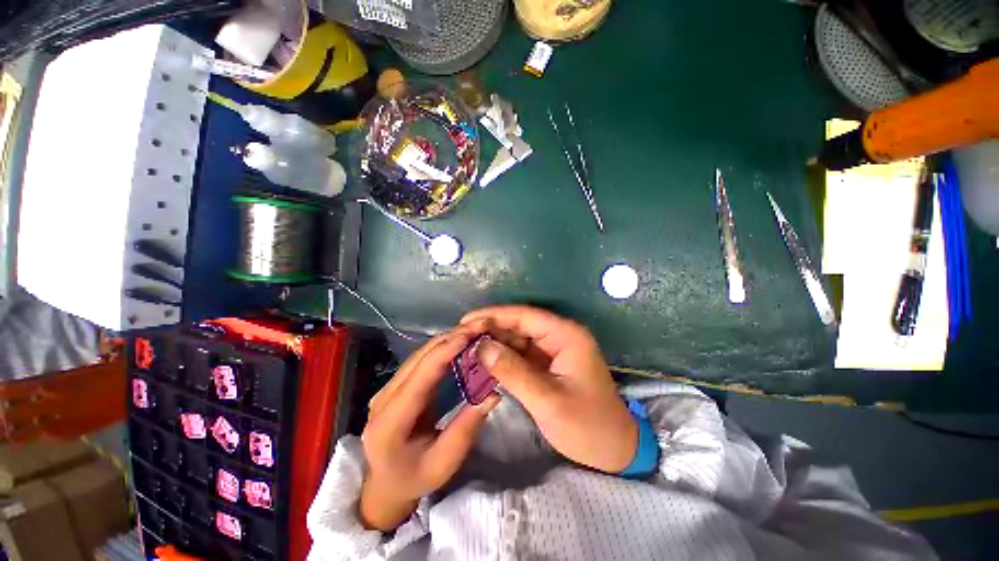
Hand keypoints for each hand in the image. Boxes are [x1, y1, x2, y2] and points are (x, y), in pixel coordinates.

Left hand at [360, 331, 500, 531]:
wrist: (385, 485)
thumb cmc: (415, 478)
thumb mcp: (444, 463)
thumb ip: (467, 428)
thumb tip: (493, 394)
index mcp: (390, 423)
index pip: (419, 377)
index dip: (444, 352)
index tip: (470, 335)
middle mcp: (383, 399)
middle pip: (418, 359)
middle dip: (450, 338)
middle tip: (479, 327)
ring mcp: (386, 389)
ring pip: (418, 354)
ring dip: (446, 340)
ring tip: (473, 331)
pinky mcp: (394, 385)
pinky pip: (419, 360)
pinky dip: (441, 348)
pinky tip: (458, 343)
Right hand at [461, 306, 636, 473]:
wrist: (615, 449)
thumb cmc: (587, 426)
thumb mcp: (547, 401)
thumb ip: (512, 372)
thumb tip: (481, 347)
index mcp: (566, 336)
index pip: (524, 316)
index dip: (493, 315)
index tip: (465, 322)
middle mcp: (560, 336)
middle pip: (519, 324)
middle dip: (490, 329)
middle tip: (460, 337)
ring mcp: (554, 349)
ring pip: (518, 338)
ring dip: (494, 342)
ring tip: (466, 348)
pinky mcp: (548, 363)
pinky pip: (521, 353)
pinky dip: (503, 356)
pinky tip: (484, 361)